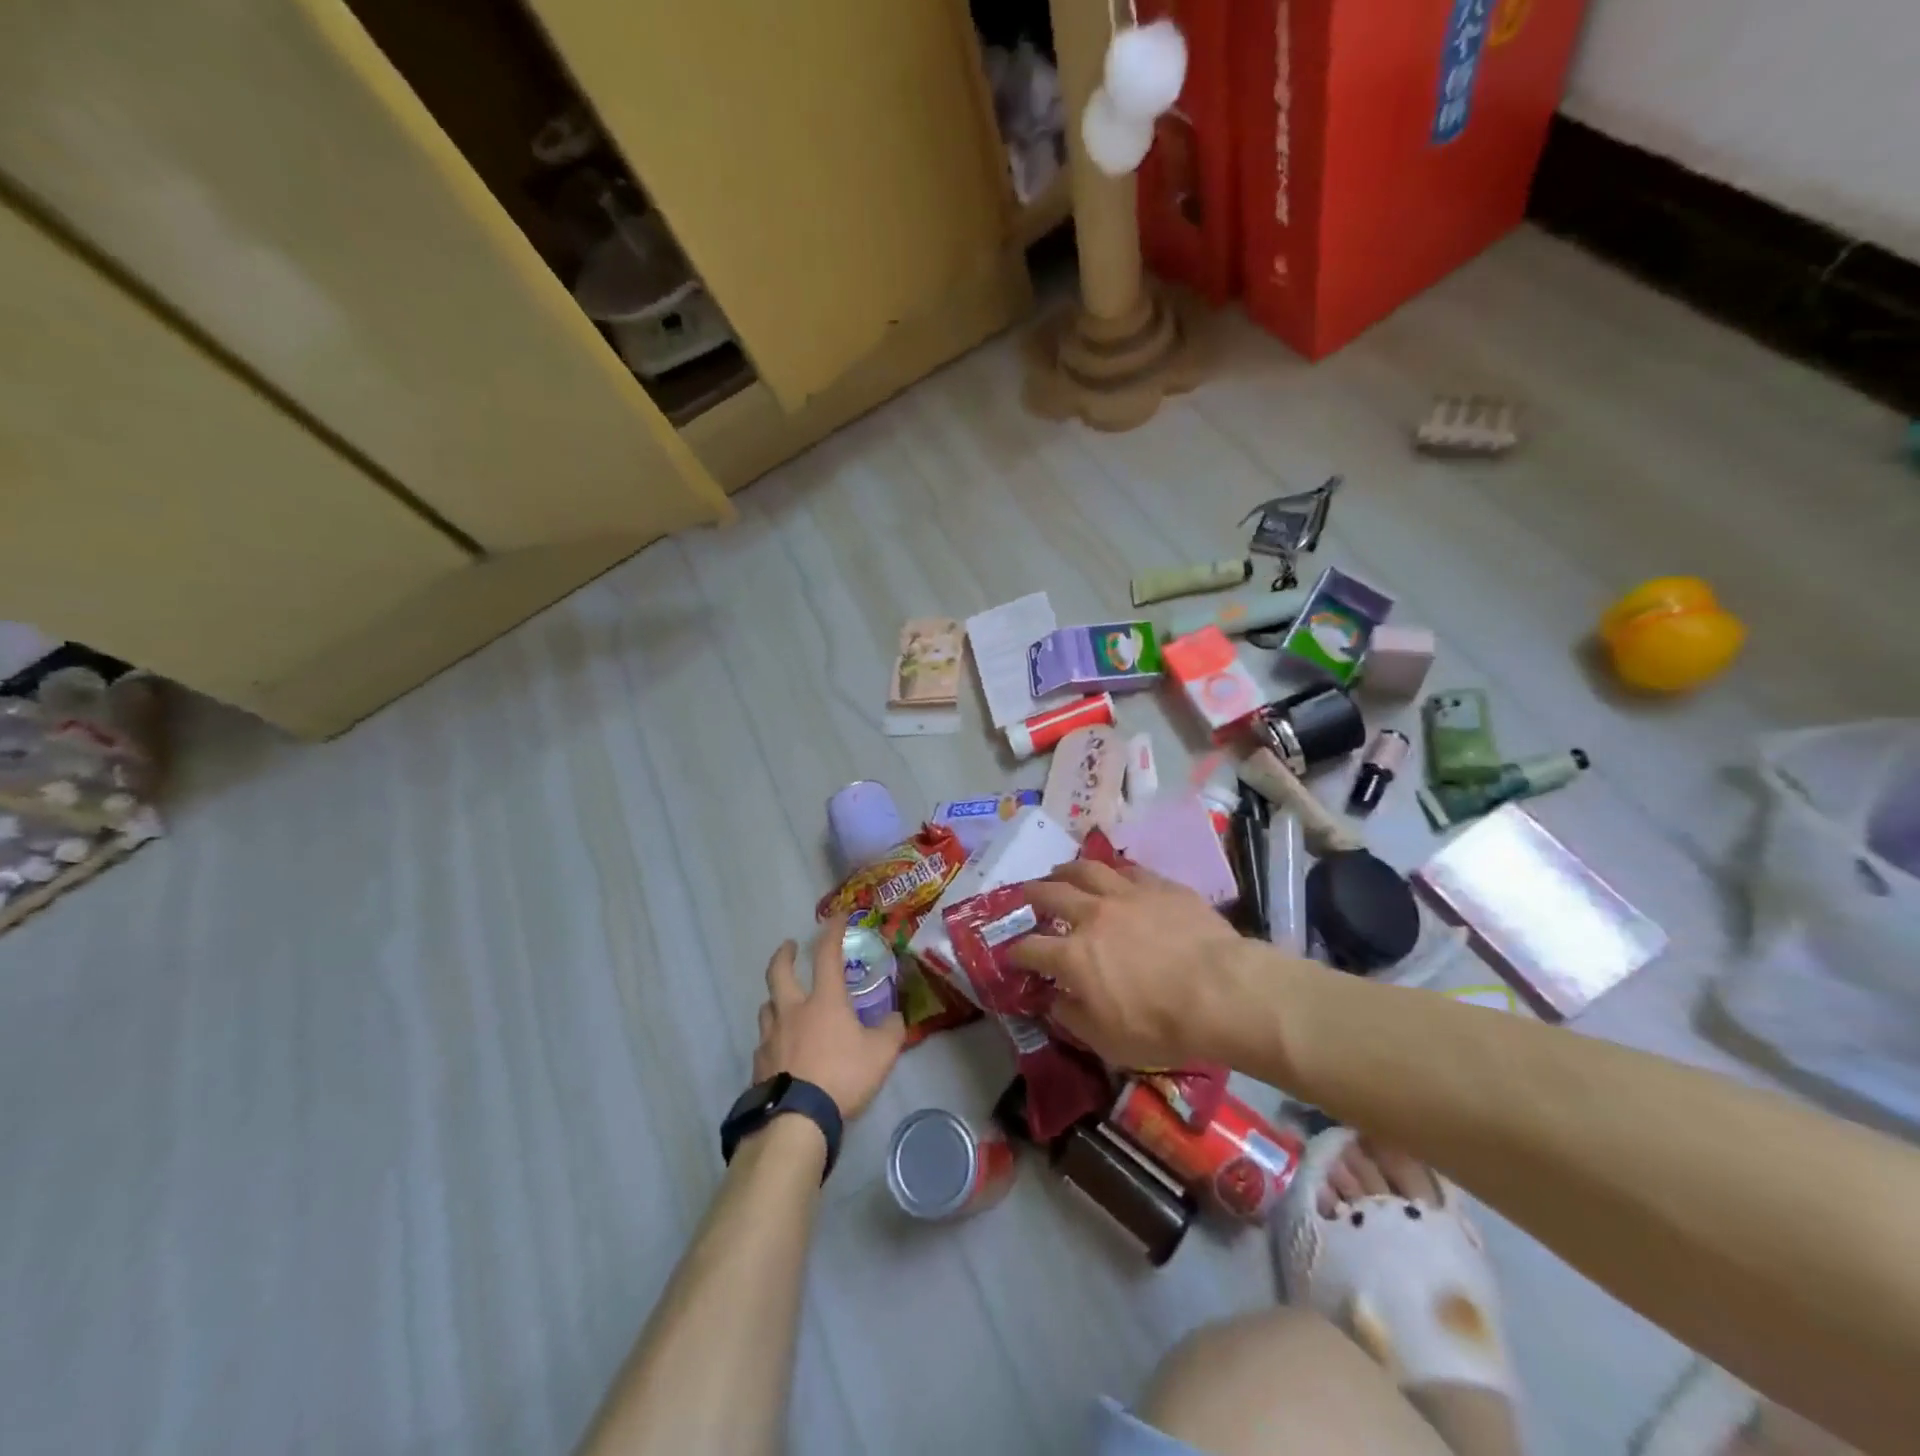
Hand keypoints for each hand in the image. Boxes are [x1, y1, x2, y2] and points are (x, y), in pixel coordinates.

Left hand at [753, 916, 905, 1117]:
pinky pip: (764, 1042)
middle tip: (789, 947)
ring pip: (767, 1007)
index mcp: (824, 1001)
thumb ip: (891, 1031)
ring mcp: (770, 1038)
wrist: (795, 1120)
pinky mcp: (758, 1065)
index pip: (826, 955)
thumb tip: (894, 1018)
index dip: (831, 931)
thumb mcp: (881, 1055)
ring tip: (783, 1002)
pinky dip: (772, 1038)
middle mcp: (792, 1011)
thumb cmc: (841, 1077)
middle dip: (784, 955)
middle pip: (779, 972)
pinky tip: (780, 1050)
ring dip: (775, 999)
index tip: (836, 917)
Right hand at [1008, 860, 1255, 1069]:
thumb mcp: (1107, 1041)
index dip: (1015, 952)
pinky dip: (1114, 872)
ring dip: (1066, 870)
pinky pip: (1129, 870)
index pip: (1030, 948)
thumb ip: (1073, 1017)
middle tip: (1025, 895)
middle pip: (1051, 895)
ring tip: (1059, 872)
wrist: (1222, 991)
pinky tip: (1114, 874)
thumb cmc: (1162, 1025)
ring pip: (1087, 870)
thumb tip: (1054, 1000)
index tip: (1011, 954)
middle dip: (1032, 895)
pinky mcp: (1160, 886)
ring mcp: (1127, 895)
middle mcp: (1092, 916)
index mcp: (1073, 956)